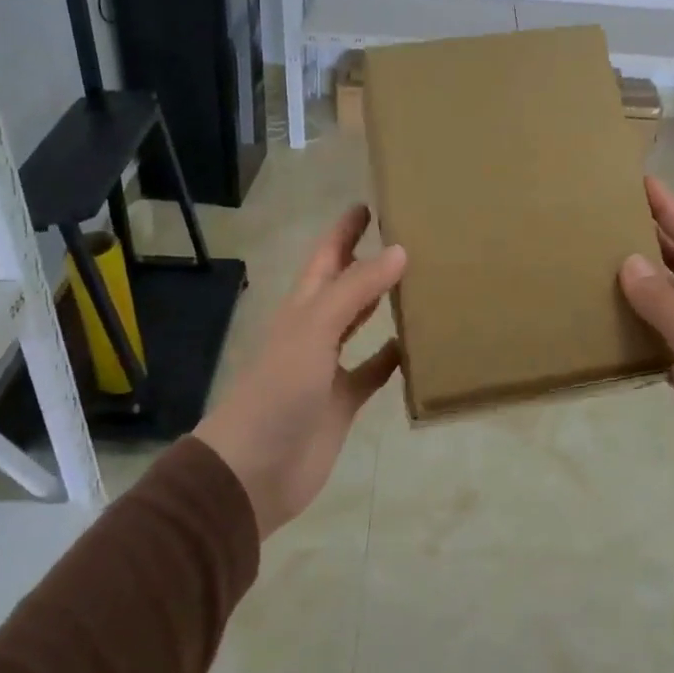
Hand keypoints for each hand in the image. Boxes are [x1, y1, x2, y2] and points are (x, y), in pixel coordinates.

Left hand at [195, 206, 405, 539]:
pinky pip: (374, 371)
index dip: (344, 230)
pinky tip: (417, 346)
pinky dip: (393, 358)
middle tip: (407, 236)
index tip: (371, 203)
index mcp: (303, 306)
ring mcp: (329, 366)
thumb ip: (356, 290)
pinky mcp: (344, 401)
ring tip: (420, 282)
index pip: (327, 255)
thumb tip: (400, 250)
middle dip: (368, 260)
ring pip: (361, 324)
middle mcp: (316, 330)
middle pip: (345, 285)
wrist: (254, 468)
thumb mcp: (315, 329)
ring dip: (383, 304)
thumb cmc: (279, 390)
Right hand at [619, 176, 673, 601]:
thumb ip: (666, 305)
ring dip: (639, 284)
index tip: (636, 182)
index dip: (670, 210)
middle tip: (602, 218)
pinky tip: (606, 322)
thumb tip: (628, 260)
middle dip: (651, 240)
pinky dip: (636, 327)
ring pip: (669, 304)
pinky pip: (659, 342)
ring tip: (594, 262)